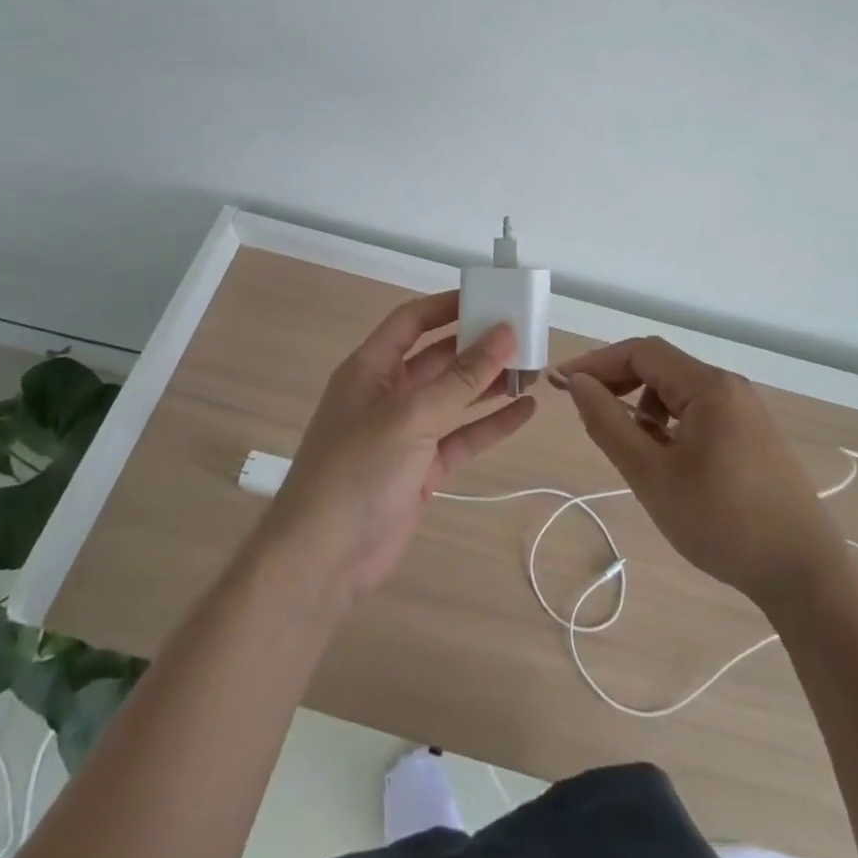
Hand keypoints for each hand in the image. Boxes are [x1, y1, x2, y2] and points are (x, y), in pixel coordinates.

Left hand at [258, 291, 535, 602]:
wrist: (323, 560)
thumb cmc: (358, 471)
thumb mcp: (411, 416)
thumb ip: (461, 377)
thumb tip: (504, 333)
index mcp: (371, 369)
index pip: (411, 321)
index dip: (447, 305)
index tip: (489, 296)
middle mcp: (389, 394)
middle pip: (438, 357)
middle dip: (478, 346)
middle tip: (524, 334)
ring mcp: (406, 434)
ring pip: (455, 398)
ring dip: (490, 384)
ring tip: (534, 368)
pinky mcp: (422, 469)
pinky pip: (462, 437)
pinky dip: (491, 424)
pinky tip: (524, 411)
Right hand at [557, 337, 840, 607]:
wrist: (803, 573)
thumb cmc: (721, 522)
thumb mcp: (652, 475)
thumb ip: (609, 424)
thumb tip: (578, 383)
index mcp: (709, 386)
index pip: (642, 352)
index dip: (597, 362)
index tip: (561, 383)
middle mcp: (730, 386)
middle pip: (662, 366)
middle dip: (619, 382)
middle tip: (586, 409)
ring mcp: (747, 409)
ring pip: (680, 390)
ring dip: (645, 405)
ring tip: (633, 448)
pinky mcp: (754, 433)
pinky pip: (701, 410)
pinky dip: (672, 422)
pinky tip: (669, 459)